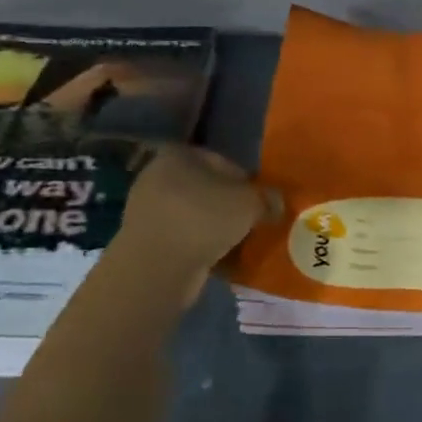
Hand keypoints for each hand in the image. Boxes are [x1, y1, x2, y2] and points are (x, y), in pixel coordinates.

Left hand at [114, 146, 274, 292]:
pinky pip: (183, 236)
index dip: (249, 183)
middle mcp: (158, 174)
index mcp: (179, 154)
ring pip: (196, 214)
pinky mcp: (144, 238)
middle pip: (208, 189)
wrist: (156, 268)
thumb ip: (268, 198)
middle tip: (253, 224)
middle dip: (230, 206)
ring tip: (238, 244)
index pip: (225, 163)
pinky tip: (217, 259)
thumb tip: (276, 202)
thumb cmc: (204, 220)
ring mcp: (147, 208)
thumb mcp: (250, 203)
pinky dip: (199, 245)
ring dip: (215, 227)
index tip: (262, 204)